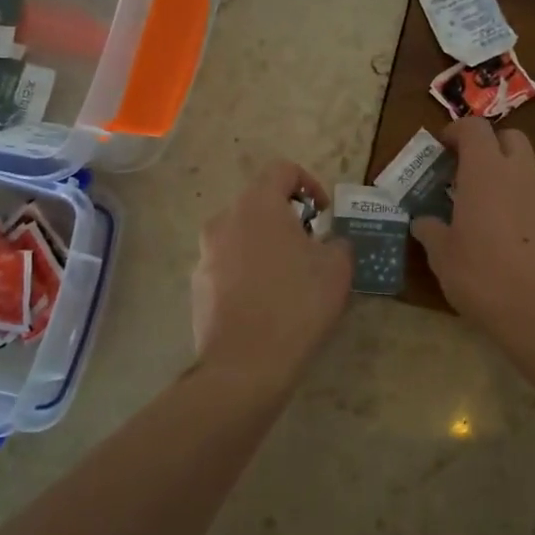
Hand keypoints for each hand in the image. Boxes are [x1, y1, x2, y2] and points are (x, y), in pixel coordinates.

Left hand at [192, 160, 351, 383]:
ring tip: (289, 279)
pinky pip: (228, 266)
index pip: (282, 170)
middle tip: (310, 248)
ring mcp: (205, 254)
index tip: (323, 213)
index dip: (309, 183)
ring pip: (242, 235)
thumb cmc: (297, 304)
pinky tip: (265, 304)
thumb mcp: (336, 268)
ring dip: (266, 246)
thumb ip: (337, 243)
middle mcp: (224, 221)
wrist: (245, 364)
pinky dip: (248, 272)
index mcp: (257, 205)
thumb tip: (329, 243)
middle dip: (287, 219)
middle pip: (259, 203)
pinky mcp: (197, 285)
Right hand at [412, 119, 534, 349]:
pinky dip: (530, 211)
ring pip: (530, 173)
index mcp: (486, 174)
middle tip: (471, 176)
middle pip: (511, 138)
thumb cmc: (485, 279)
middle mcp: (522, 175)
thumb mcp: (443, 259)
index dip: (457, 132)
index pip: (475, 128)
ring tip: (495, 219)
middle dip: (491, 148)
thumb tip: (423, 222)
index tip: (444, 148)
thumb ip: (431, 232)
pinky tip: (522, 246)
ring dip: (511, 182)